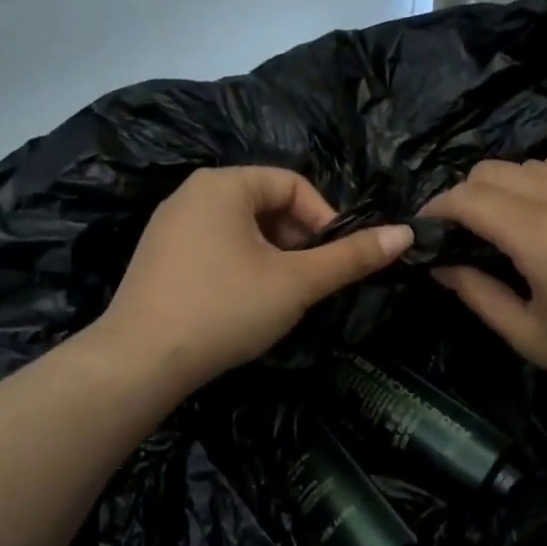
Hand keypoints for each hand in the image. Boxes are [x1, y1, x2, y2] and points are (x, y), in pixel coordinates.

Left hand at [94, 167, 412, 392]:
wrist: (140, 361)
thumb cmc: (225, 309)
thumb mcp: (296, 283)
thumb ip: (350, 258)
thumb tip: (405, 235)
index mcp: (223, 184)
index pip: (293, 184)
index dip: (325, 219)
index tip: (336, 261)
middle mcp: (191, 194)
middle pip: (265, 204)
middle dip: (297, 240)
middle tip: (310, 282)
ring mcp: (169, 226)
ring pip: (240, 229)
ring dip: (272, 256)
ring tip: (281, 296)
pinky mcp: (158, 257)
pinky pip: (214, 247)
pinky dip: (241, 266)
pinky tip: (243, 304)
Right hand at [420, 138, 546, 406]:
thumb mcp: (530, 336)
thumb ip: (479, 295)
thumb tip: (442, 267)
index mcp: (534, 234)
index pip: (467, 198)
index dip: (437, 210)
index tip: (425, 231)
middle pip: (495, 172)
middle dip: (466, 196)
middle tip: (462, 234)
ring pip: (538, 164)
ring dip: (509, 185)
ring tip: (506, 220)